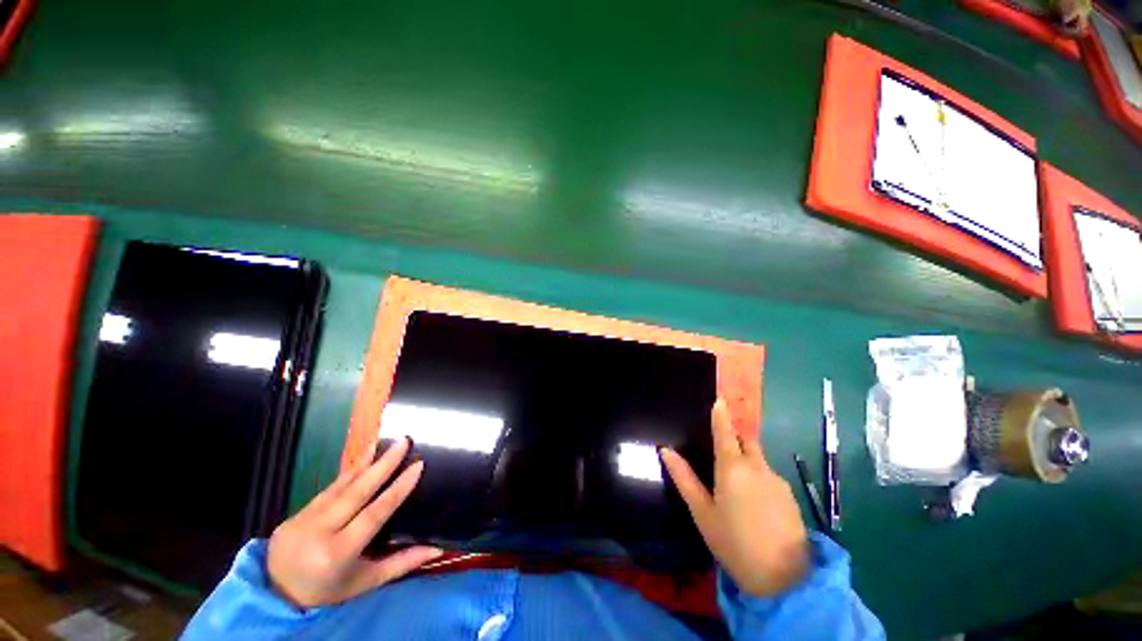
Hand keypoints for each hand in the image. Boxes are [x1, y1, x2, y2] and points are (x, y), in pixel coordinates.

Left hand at [267, 438, 441, 607]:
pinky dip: (348, 473)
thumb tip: (438, 550)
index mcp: (338, 553)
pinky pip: (328, 490)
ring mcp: (303, 521)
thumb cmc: (328, 591)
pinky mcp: (295, 514)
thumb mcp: (365, 582)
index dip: (397, 489)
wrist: (276, 596)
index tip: (418, 465)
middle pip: (357, 492)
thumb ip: (401, 564)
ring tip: (384, 442)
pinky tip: (362, 459)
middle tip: (404, 441)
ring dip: (365, 462)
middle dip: (383, 464)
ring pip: (341, 486)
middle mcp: (319, 532)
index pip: (374, 514)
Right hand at [661, 399, 809, 596]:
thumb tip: (665, 450)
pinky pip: (769, 476)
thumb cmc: (733, 543)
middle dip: (735, 435)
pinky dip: (758, 476)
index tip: (719, 399)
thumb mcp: (702, 512)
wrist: (784, 580)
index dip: (721, 414)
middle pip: (746, 440)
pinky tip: (753, 500)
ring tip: (735, 481)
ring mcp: (777, 481)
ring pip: (759, 459)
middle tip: (722, 443)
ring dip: (747, 459)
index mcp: (732, 467)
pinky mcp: (790, 496)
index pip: (725, 431)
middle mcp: (757, 467)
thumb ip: (684, 478)